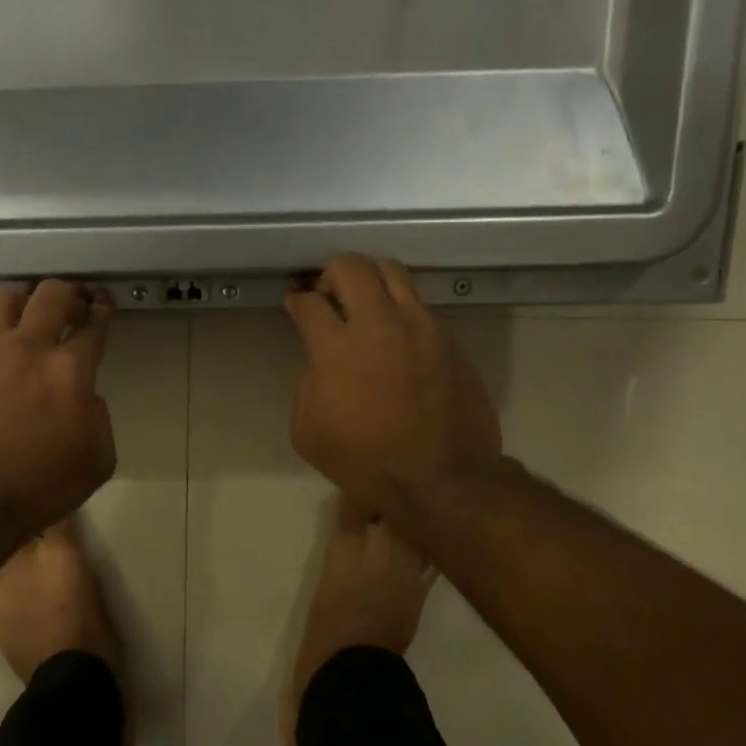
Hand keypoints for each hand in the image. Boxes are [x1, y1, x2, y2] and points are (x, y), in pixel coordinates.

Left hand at [0, 280, 117, 536]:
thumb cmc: (44, 486)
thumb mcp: (98, 459)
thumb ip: (98, 415)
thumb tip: (84, 396)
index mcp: (69, 371)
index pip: (92, 326)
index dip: (102, 311)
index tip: (104, 305)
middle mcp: (28, 350)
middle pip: (50, 295)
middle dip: (70, 294)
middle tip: (76, 305)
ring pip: (5, 297)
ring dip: (25, 299)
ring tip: (33, 315)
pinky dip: (1, 330)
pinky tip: (10, 350)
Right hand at [285, 256, 502, 525]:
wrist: (441, 477)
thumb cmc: (365, 461)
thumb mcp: (308, 431)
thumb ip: (308, 385)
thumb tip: (323, 365)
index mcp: (337, 349)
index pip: (310, 303)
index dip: (297, 299)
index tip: (296, 303)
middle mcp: (380, 324)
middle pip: (351, 267)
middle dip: (331, 274)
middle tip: (328, 296)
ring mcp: (421, 327)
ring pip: (393, 272)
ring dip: (370, 278)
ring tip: (364, 302)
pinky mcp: (449, 339)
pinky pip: (419, 305)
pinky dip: (399, 309)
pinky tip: (395, 335)